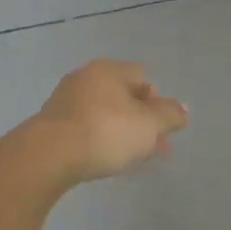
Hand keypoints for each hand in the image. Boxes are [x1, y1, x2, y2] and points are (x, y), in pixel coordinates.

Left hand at [35, 59, 188, 183]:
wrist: (48, 156)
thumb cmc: (106, 133)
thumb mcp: (149, 126)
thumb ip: (170, 117)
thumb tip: (182, 109)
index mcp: (109, 70)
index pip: (143, 78)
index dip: (158, 103)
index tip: (162, 130)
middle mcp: (86, 77)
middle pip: (123, 97)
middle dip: (140, 122)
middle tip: (151, 149)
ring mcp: (65, 100)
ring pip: (104, 113)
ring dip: (120, 132)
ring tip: (128, 159)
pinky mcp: (50, 123)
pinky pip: (84, 127)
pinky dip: (98, 139)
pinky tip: (102, 160)